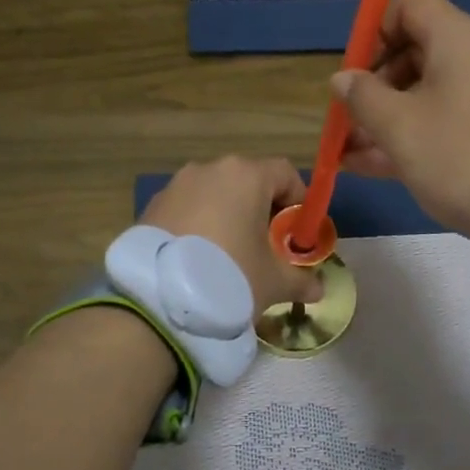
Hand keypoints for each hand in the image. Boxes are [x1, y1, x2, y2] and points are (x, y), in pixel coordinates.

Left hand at [140, 156, 322, 314]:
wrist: (158, 300)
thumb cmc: (230, 276)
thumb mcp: (274, 282)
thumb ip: (301, 280)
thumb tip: (318, 288)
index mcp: (246, 175)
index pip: (285, 173)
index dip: (299, 200)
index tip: (298, 232)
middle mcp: (210, 169)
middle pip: (248, 181)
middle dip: (262, 210)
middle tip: (268, 247)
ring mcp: (176, 186)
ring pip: (214, 195)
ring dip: (228, 217)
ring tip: (231, 256)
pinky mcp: (151, 207)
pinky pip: (187, 210)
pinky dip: (199, 226)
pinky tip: (198, 260)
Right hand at [333, 0, 469, 236]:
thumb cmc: (460, 154)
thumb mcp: (399, 127)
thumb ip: (363, 97)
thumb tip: (344, 78)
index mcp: (458, 39)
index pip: (410, 5)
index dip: (374, 31)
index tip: (355, 72)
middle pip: (416, 53)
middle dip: (375, 86)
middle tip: (350, 121)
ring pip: (428, 94)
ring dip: (386, 119)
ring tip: (349, 154)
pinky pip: (447, 122)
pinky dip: (413, 136)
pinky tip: (374, 167)